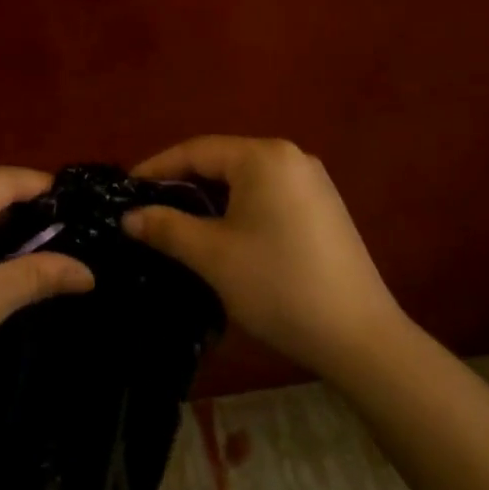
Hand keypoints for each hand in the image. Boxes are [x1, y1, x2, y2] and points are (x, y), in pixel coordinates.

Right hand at [124, 136, 403, 378]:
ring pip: (245, 179)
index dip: (157, 168)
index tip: (127, 189)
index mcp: (263, 156)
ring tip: (180, 221)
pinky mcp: (325, 207)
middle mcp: (290, 156)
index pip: (196, 150)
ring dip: (211, 198)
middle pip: (222, 161)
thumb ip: (166, 228)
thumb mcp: (213, 256)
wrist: (362, 339)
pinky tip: (225, 233)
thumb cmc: (279, 285)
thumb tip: (129, 217)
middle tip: (149, 208)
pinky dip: (240, 207)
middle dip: (184, 183)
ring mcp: (313, 181)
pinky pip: (268, 194)